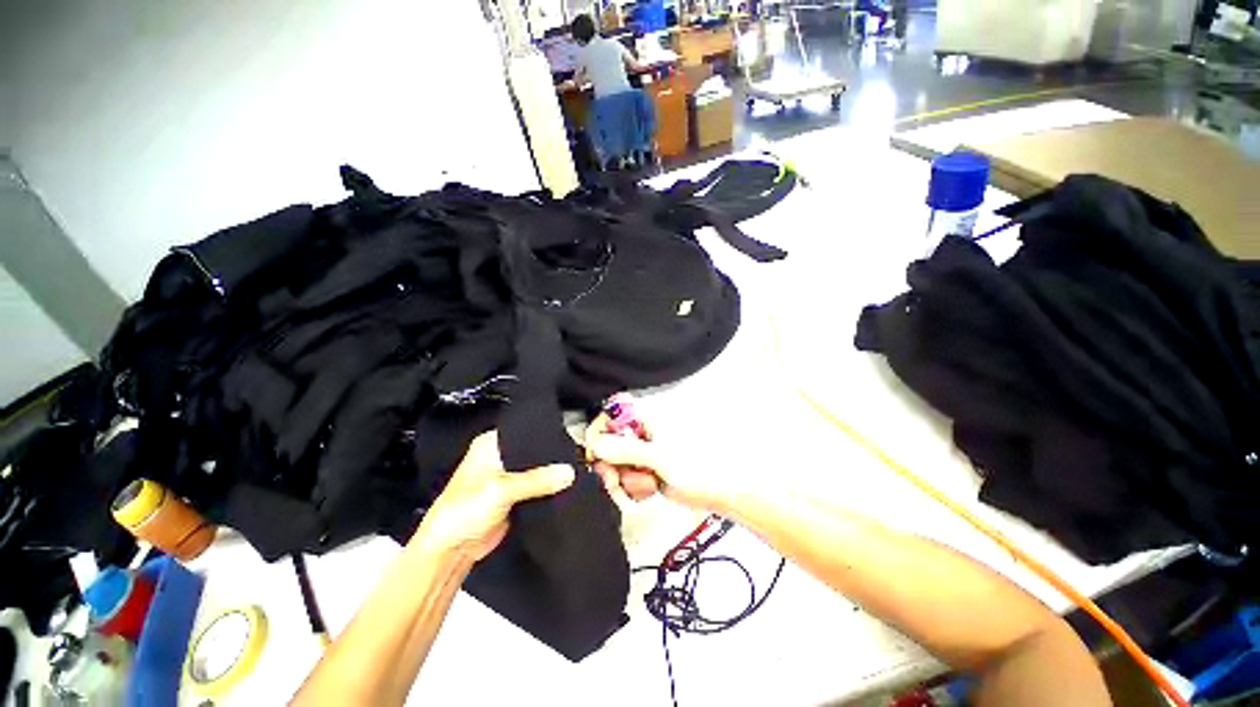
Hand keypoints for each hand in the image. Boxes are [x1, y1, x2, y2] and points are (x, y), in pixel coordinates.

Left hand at [411, 430, 574, 562]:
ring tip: (570, 472)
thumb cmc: (459, 514)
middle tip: (572, 457)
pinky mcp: (513, 497)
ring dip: (549, 475)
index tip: (567, 437)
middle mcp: (499, 457)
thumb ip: (537, 480)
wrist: (450, 551)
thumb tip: (567, 472)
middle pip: (533, 451)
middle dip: (550, 456)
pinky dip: (547, 490)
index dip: (545, 434)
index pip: (525, 430)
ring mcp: (506, 478)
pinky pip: (536, 489)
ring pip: (536, 471)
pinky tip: (561, 488)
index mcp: (490, 444)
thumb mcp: (501, 490)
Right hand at [584, 405, 740, 512]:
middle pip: (608, 443)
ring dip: (624, 481)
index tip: (597, 454)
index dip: (599, 432)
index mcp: (646, 419)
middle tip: (616, 481)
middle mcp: (641, 433)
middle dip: (611, 465)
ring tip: (646, 485)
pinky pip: (625, 479)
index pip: (610, 415)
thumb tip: (595, 444)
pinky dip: (632, 489)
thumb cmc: (696, 468)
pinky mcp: (645, 471)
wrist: (720, 492)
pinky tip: (648, 491)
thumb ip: (626, 450)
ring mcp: (643, 453)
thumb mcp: (659, 458)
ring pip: (615, 465)